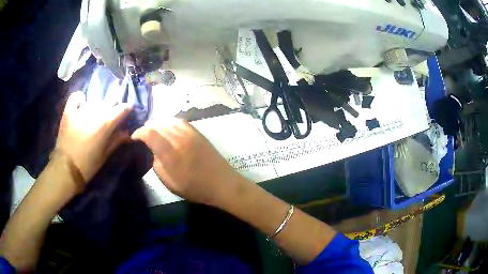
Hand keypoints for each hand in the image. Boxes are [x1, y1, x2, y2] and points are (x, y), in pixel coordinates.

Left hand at [55, 92, 132, 182]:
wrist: (67, 169)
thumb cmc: (88, 165)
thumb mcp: (105, 155)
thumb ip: (117, 141)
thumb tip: (126, 133)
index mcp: (105, 124)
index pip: (122, 108)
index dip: (126, 109)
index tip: (127, 111)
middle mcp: (94, 113)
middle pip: (109, 101)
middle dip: (112, 107)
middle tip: (110, 116)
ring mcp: (80, 110)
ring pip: (94, 101)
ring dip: (97, 108)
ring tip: (94, 116)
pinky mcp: (69, 111)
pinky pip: (76, 97)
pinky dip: (80, 99)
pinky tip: (81, 104)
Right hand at [132, 119, 239, 204]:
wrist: (222, 183)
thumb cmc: (196, 188)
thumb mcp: (170, 184)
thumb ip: (157, 166)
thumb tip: (153, 152)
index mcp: (170, 154)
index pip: (149, 133)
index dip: (139, 133)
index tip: (134, 138)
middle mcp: (179, 139)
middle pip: (158, 125)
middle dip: (147, 128)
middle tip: (143, 136)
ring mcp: (190, 134)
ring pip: (168, 121)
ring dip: (158, 124)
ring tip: (154, 131)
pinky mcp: (198, 133)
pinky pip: (181, 121)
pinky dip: (171, 122)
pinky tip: (169, 128)